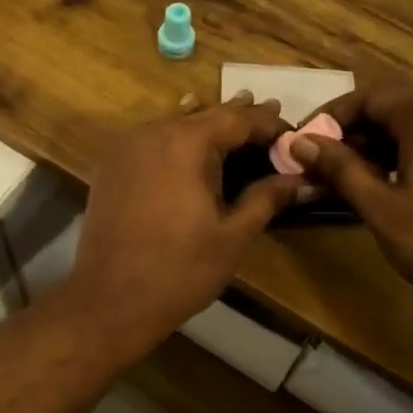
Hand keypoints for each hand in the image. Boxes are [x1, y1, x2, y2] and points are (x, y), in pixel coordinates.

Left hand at [53, 94, 303, 355]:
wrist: (110, 299)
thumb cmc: (180, 270)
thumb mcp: (233, 235)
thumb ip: (266, 198)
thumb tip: (301, 180)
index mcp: (188, 143)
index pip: (237, 119)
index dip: (267, 122)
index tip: (292, 132)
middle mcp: (154, 132)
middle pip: (205, 114)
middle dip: (239, 116)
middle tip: (271, 112)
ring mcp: (127, 146)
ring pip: (175, 121)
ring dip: (206, 120)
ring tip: (235, 119)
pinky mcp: (110, 165)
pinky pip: (151, 137)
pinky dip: (175, 134)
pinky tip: (188, 141)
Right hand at [293, 73, 412, 327]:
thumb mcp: (381, 207)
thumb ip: (339, 168)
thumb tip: (301, 142)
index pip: (370, 96)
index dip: (332, 116)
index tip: (306, 142)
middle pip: (395, 106)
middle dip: (355, 131)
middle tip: (324, 164)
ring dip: (381, 144)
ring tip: (352, 178)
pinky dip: (411, 153)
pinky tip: (393, 185)